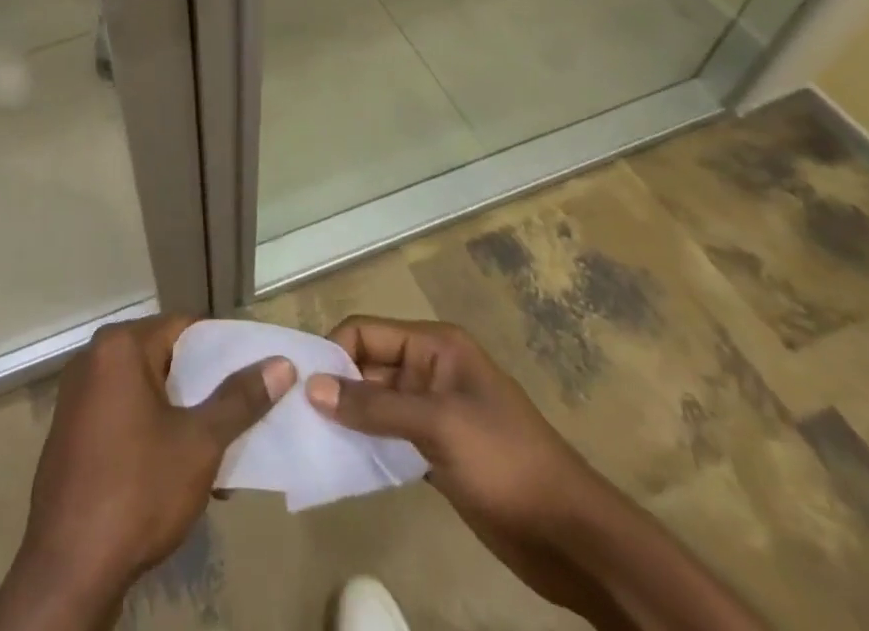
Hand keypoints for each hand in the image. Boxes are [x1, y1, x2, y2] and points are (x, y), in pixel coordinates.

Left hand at [0, 315, 294, 630]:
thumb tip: (280, 365)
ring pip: (146, 390)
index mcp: (120, 345)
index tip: (254, 371)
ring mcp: (78, 395)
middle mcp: (94, 358)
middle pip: (164, 357)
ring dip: (182, 414)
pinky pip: (124, 413)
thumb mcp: (199, 443)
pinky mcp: (72, 431)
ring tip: (220, 450)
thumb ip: (239, 400)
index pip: (184, 327)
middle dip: (204, 388)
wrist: (68, 569)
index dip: (223, 347)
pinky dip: (153, 429)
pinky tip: (180, 468)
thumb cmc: (138, 490)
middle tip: (242, 414)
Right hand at [306, 317, 614, 619]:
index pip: (366, 332)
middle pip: (368, 365)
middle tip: (297, 415)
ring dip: (347, 417)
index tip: (302, 386)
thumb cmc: (505, 461)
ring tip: (310, 438)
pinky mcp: (436, 450)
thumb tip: (313, 388)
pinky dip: (367, 444)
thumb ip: (374, 407)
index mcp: (434, 345)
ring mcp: (434, 411)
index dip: (334, 352)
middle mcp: (430, 369)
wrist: (572, 537)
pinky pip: (389, 436)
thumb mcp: (437, 426)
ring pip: (376, 403)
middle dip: (336, 386)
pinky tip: (342, 462)